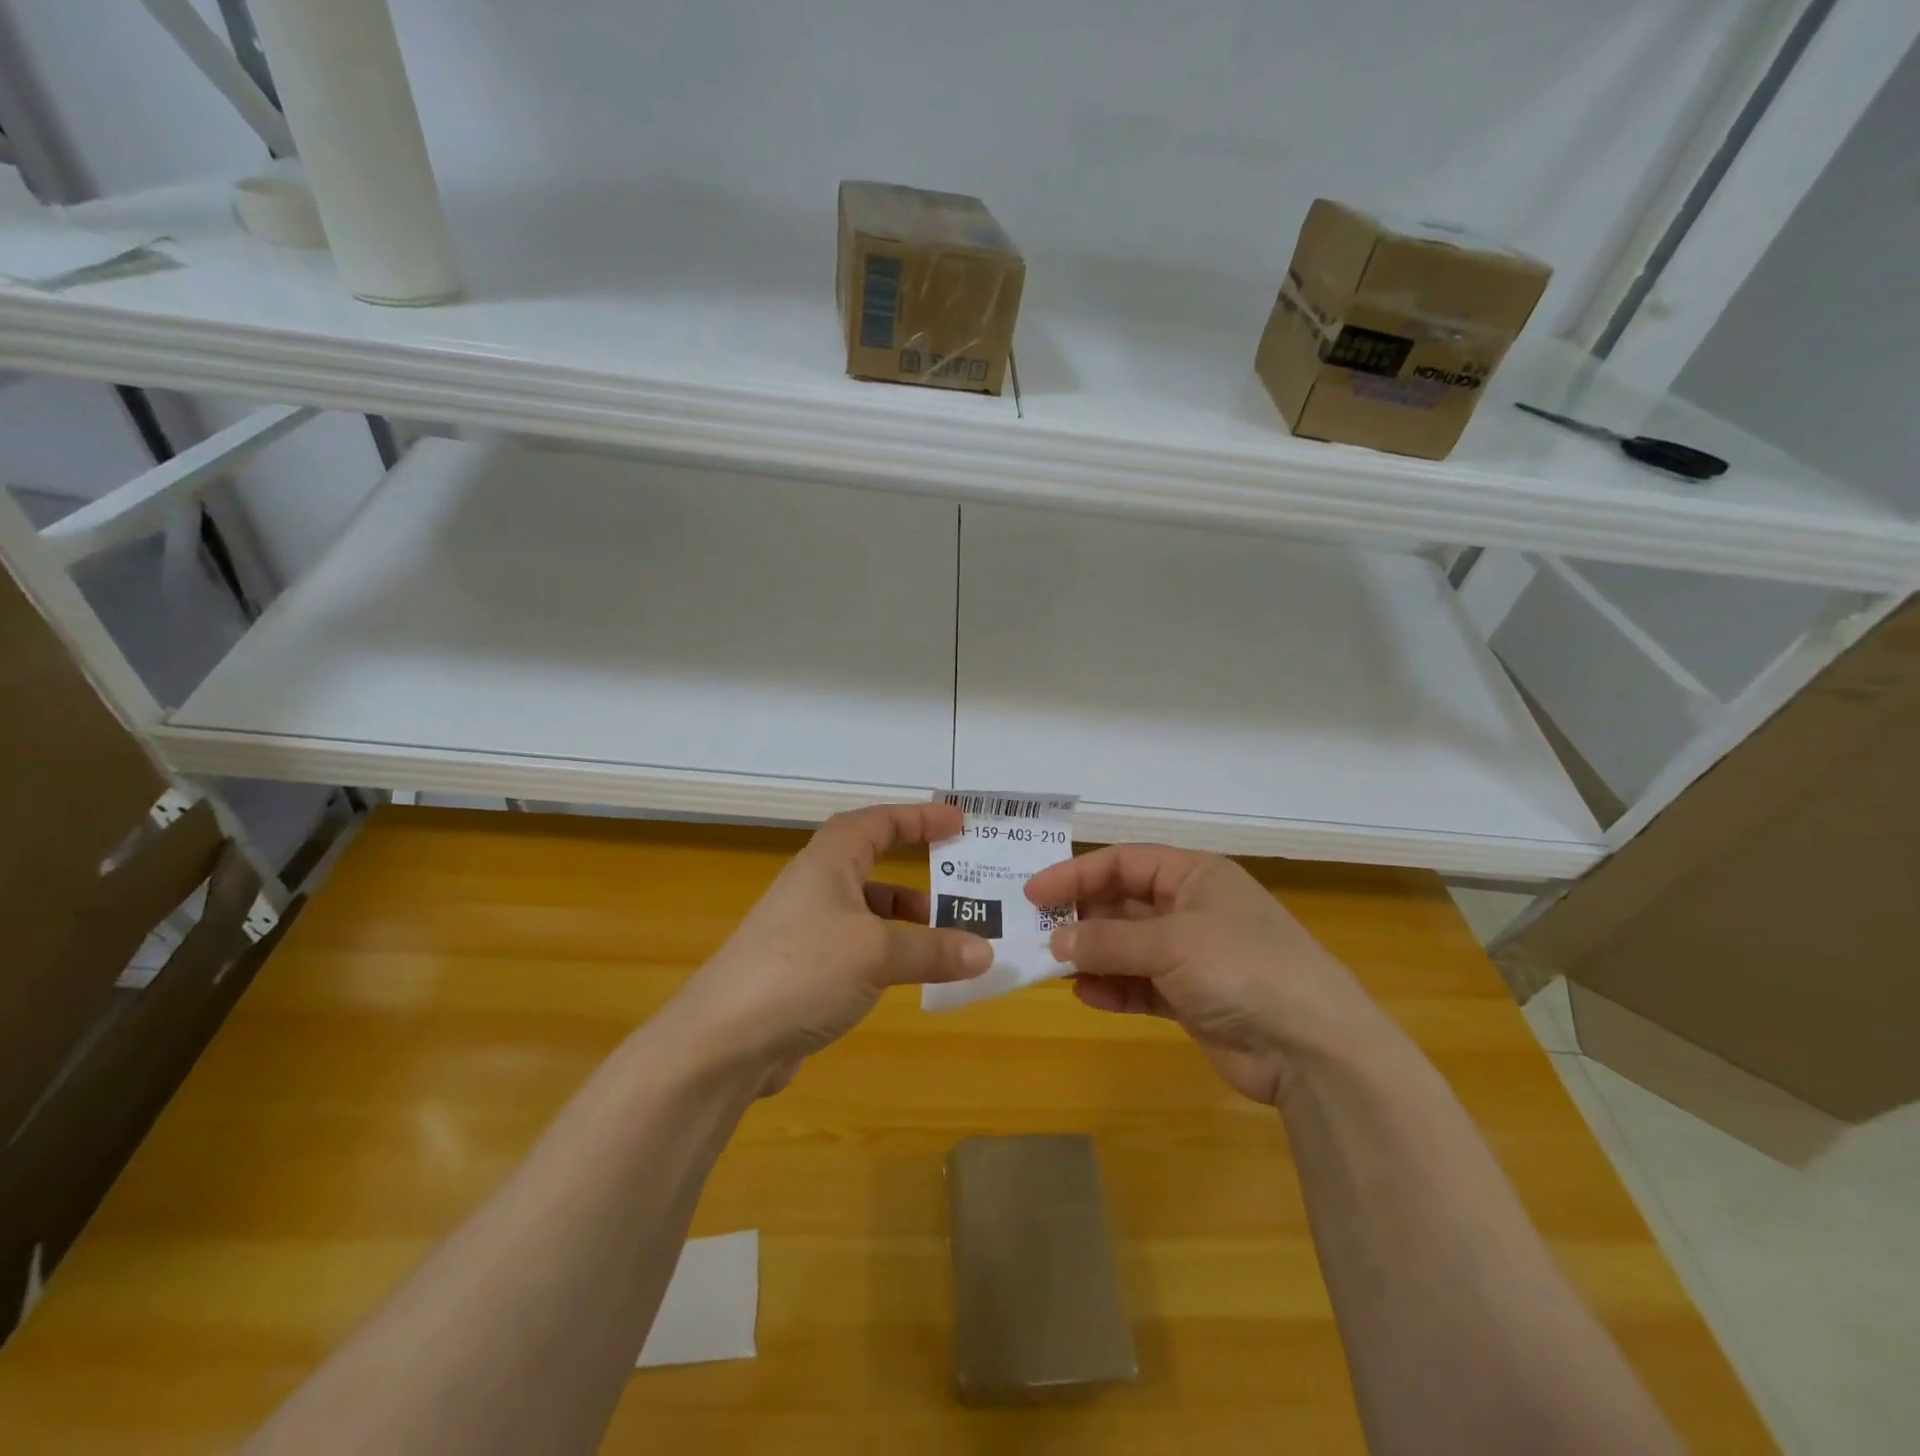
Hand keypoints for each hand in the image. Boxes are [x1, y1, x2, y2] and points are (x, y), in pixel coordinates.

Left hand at [664, 803, 991, 1094]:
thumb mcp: (877, 954)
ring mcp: (806, 931)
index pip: (878, 822)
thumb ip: (933, 949)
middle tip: (960, 878)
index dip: (918, 818)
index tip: (959, 822)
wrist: (722, 1042)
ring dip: (907, 918)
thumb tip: (986, 952)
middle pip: (872, 862)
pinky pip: (860, 948)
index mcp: (828, 863)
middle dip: (916, 867)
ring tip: (947, 935)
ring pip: (867, 910)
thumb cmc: (802, 972)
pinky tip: (910, 976)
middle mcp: (815, 888)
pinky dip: (890, 953)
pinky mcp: (803, 971)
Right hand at [1024, 844, 1387, 1105]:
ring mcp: (1192, 956)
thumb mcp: (1171, 944)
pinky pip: (1141, 986)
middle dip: (1082, 919)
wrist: (1313, 1049)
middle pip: (1122, 904)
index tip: (1034, 894)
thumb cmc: (1242, 968)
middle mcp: (1191, 909)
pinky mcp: (1192, 999)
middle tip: (1036, 934)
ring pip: (1128, 947)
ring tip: (1053, 968)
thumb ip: (1109, 941)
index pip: (1123, 863)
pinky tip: (1087, 996)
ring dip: (1093, 956)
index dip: (1076, 874)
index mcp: (1194, 876)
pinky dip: (1115, 989)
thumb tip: (1055, 942)